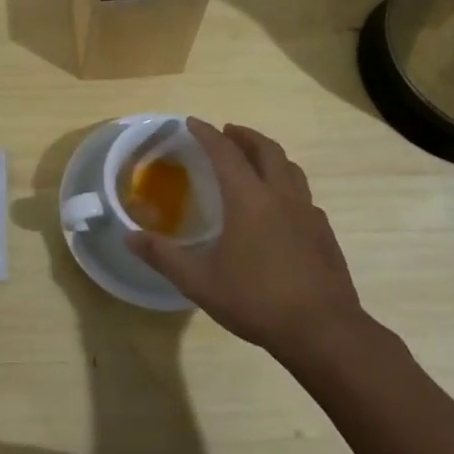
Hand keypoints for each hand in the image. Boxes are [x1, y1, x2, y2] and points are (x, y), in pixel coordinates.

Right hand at [126, 119, 372, 363]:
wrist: (323, 330)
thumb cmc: (256, 300)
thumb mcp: (199, 281)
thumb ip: (163, 256)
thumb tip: (129, 236)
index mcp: (249, 199)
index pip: (226, 153)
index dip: (207, 134)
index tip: (193, 122)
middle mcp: (281, 196)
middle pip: (266, 150)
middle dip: (244, 136)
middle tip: (227, 132)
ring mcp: (309, 214)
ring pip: (290, 169)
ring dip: (269, 155)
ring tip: (255, 160)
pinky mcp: (324, 234)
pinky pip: (303, 195)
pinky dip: (286, 185)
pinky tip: (280, 207)